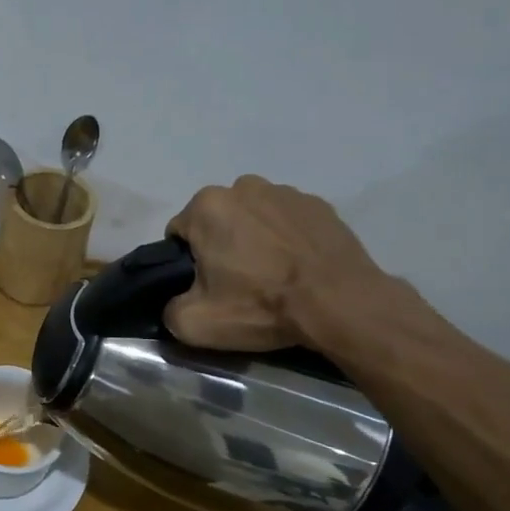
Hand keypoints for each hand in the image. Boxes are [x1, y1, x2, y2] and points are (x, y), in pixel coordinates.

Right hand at [165, 177, 385, 349]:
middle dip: (221, 246)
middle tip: (238, 284)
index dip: (186, 263)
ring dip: (254, 240)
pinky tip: (298, 269)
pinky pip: (288, 222)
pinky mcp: (320, 205)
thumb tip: (176, 303)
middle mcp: (243, 187)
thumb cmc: (261, 305)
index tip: (205, 287)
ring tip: (272, 276)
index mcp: (207, 206)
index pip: (179, 234)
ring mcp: (286, 192)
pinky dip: (287, 240)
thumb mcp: (194, 323)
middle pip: (217, 221)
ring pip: (253, 218)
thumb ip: (169, 309)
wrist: (340, 304)